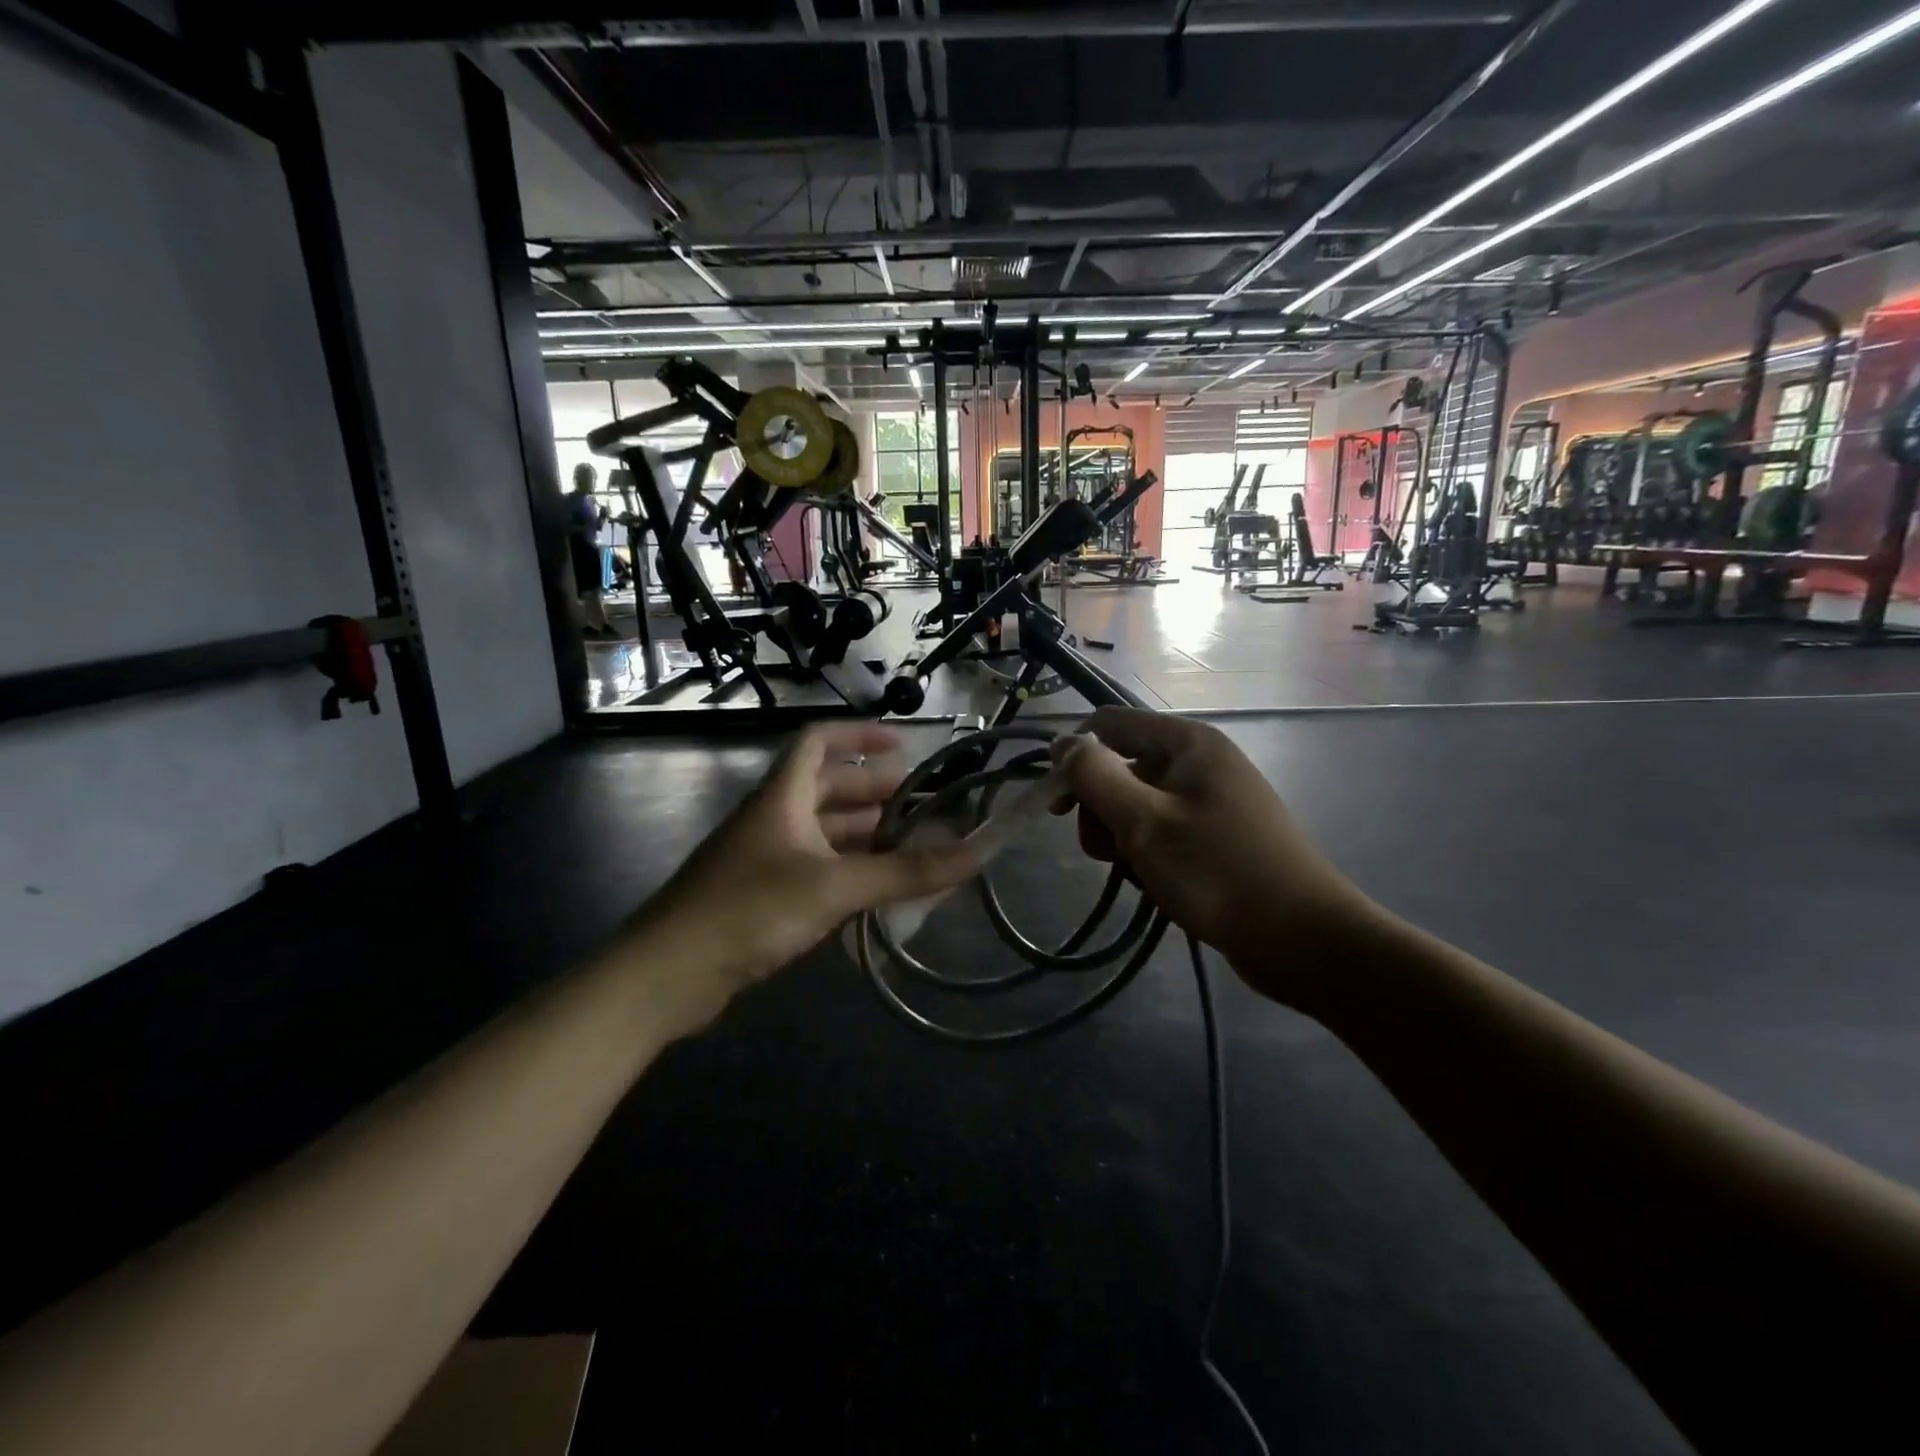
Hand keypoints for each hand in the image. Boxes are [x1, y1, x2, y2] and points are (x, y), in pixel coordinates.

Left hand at [645, 722, 975, 994]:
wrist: (667, 976)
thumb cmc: (749, 910)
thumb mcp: (834, 887)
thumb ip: (904, 872)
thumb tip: (975, 853)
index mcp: (781, 796)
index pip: (818, 741)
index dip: (859, 736)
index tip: (903, 746)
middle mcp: (773, 818)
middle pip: (828, 788)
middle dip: (875, 793)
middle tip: (923, 808)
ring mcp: (766, 859)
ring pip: (824, 833)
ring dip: (866, 836)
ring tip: (912, 848)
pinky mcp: (762, 897)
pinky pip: (816, 869)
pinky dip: (848, 872)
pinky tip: (878, 892)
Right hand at [1055, 708, 1377, 1009]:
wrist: (1303, 940)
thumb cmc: (1218, 872)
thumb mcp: (1144, 822)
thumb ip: (1095, 777)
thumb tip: (1062, 742)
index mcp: (1188, 743)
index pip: (1110, 725)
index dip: (1076, 757)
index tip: (1057, 806)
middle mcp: (1199, 761)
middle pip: (1121, 768)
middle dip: (1101, 810)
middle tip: (1109, 852)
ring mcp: (1210, 800)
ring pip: (1137, 805)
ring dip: (1122, 839)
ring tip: (1139, 874)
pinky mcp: (1216, 835)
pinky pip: (1162, 831)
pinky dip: (1149, 855)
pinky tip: (1157, 885)